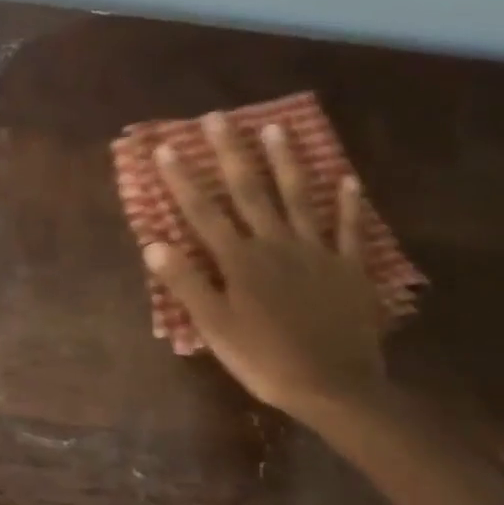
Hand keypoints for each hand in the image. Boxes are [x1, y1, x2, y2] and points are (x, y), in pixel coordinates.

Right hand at [143, 116, 386, 419]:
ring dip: (286, 162)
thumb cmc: (265, 360)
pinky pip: (349, 229)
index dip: (183, 180)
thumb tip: (154, 244)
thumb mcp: (215, 328)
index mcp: (240, 261)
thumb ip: (187, 284)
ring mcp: (317, 252)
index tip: (166, 148)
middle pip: (250, 191)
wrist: (336, 387)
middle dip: (231, 153)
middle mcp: (276, 244)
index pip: (204, 213)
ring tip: (277, 128)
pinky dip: (349, 204)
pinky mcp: (348, 268)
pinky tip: (348, 180)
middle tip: (219, 117)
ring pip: (299, 198)